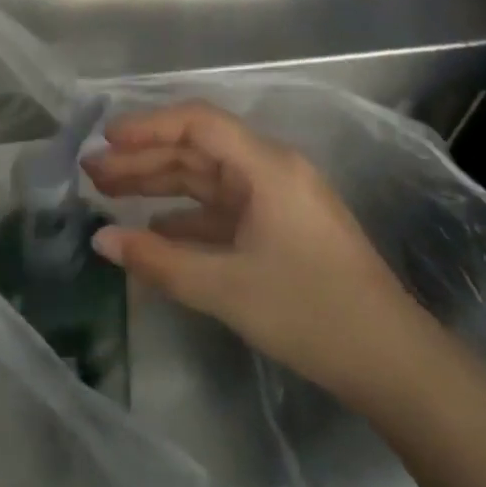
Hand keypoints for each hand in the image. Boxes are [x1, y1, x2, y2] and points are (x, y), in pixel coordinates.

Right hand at [83, 102, 429, 402]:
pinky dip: (187, 217)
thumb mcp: (228, 288)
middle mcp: (271, 170)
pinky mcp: (281, 228)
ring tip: (109, 194)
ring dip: (161, 185)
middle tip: (92, 173)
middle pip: (198, 150)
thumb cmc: (311, 312)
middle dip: (144, 159)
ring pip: (208, 180)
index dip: (149, 126)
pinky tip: (154, 230)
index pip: (199, 123)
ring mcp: (277, 199)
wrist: (394, 363)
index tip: (106, 139)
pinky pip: (223, 210)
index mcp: (266, 166)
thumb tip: (101, 241)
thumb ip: (160, 262)